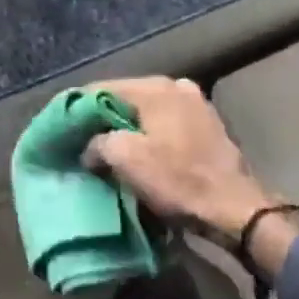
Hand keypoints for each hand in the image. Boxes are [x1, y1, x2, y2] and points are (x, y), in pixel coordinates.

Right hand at [85, 77, 278, 239]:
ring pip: (147, 113)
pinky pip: (167, 126)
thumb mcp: (125, 159)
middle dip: (103, 119)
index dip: (77, 108)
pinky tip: (141, 155)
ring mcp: (197, 106)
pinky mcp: (209, 128)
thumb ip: (98, 142)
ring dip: (128, 129)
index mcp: (155, 87)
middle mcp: (177, 87)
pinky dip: (151, 137)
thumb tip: (90, 147)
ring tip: (108, 150)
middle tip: (81, 141)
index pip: (101, 89)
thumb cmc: (178, 180)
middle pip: (126, 99)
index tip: (61, 128)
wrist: (236, 211)